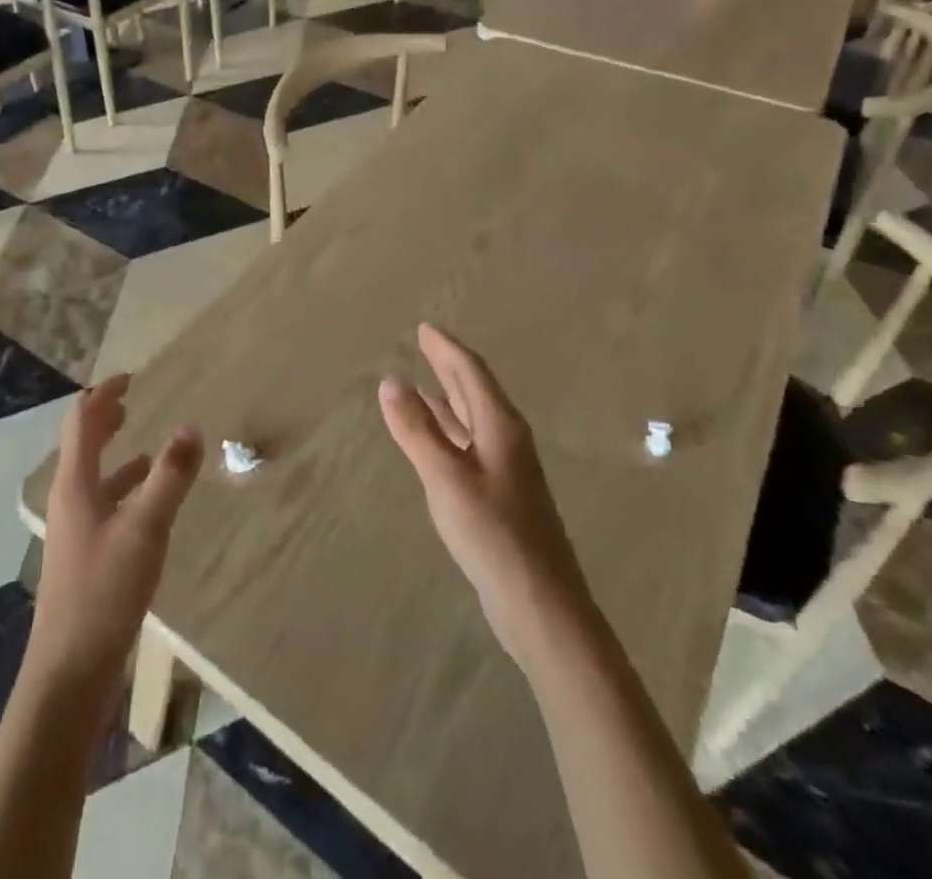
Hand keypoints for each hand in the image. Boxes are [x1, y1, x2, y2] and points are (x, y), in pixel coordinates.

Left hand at [30, 377, 203, 689]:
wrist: (69, 674)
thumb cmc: (104, 592)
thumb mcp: (145, 528)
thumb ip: (170, 476)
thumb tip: (191, 426)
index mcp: (75, 484)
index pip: (81, 421)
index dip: (103, 395)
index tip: (130, 377)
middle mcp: (70, 500)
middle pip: (82, 445)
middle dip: (104, 419)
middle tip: (131, 400)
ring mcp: (75, 531)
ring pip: (94, 477)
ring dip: (115, 454)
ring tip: (146, 446)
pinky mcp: (86, 557)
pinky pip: (104, 506)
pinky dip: (124, 489)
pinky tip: (147, 503)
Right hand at [379, 324, 589, 669]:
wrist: (541, 604)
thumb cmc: (493, 533)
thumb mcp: (446, 477)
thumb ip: (416, 429)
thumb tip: (391, 381)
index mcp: (500, 426)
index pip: (470, 372)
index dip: (446, 348)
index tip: (425, 328)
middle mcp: (507, 439)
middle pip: (475, 390)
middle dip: (449, 366)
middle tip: (425, 345)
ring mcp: (508, 468)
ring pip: (474, 419)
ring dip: (450, 398)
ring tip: (423, 384)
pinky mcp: (503, 494)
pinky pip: (471, 443)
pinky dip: (451, 430)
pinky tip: (438, 440)